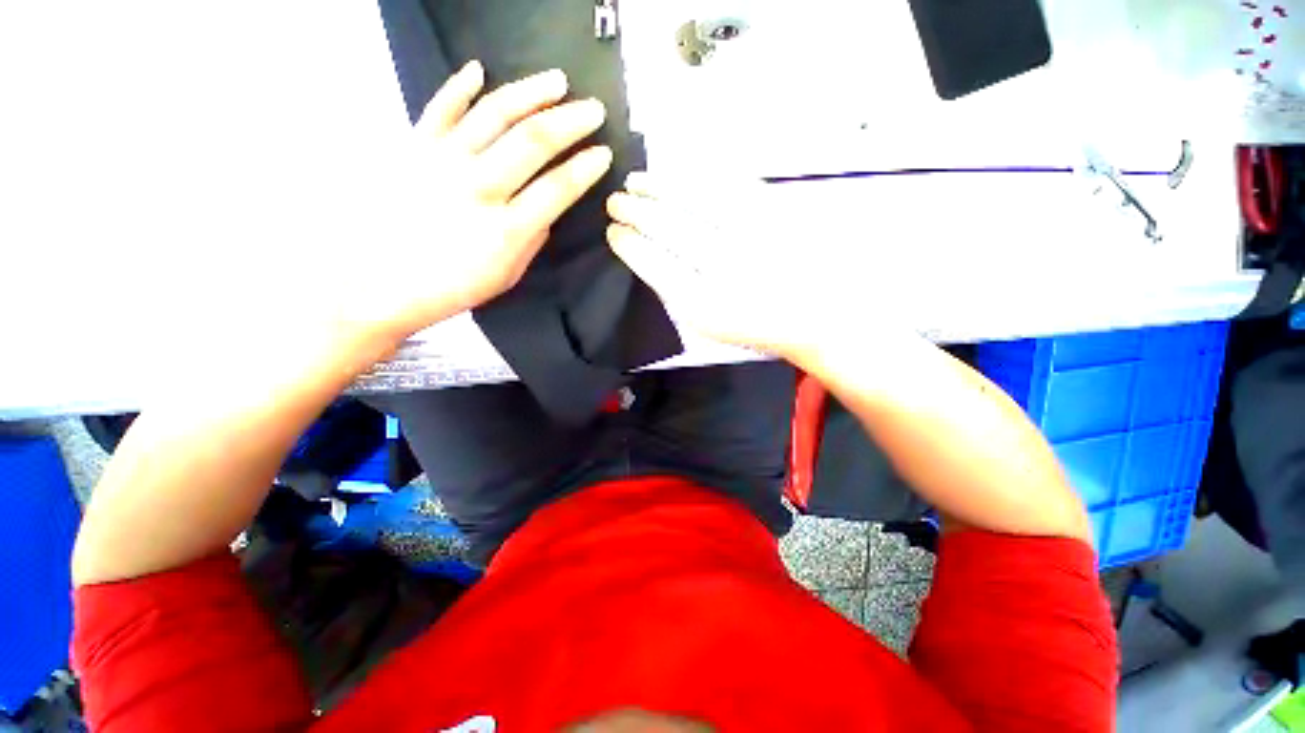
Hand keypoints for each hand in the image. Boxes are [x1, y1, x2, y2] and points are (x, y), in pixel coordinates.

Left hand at [374, 61, 612, 338]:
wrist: (379, 284)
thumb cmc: (452, 287)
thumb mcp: (507, 275)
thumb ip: (532, 238)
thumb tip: (547, 207)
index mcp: (505, 229)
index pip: (557, 188)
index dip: (585, 168)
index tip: (604, 153)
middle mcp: (477, 187)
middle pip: (532, 141)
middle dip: (570, 121)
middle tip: (594, 109)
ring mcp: (442, 161)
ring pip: (494, 114)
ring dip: (530, 92)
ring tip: (557, 81)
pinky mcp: (413, 147)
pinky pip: (440, 107)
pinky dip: (460, 86)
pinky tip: (479, 69)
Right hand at [606, 172, 825, 359]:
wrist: (815, 313)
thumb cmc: (755, 324)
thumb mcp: (709, 324)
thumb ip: (676, 292)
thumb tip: (645, 255)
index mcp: (707, 305)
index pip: (655, 266)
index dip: (629, 245)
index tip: (613, 233)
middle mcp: (728, 268)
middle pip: (670, 228)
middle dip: (635, 211)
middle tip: (615, 201)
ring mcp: (753, 234)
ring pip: (695, 198)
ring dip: (658, 186)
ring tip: (636, 181)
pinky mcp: (775, 211)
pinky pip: (728, 183)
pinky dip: (695, 175)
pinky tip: (676, 173)